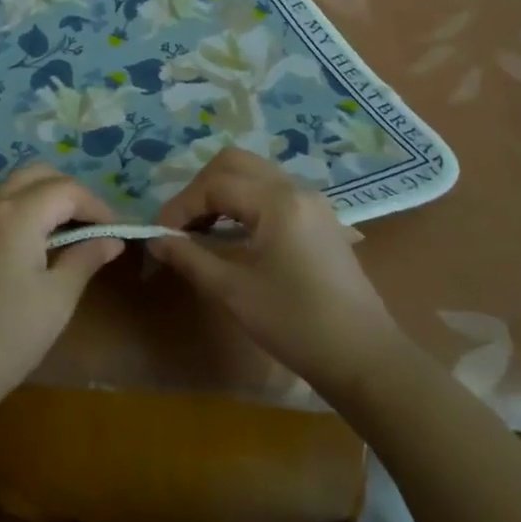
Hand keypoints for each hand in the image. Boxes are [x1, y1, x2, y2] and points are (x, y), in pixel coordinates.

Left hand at [0, 164, 122, 425]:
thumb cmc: (8, 336)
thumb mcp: (57, 298)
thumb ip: (85, 258)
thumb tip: (111, 239)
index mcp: (17, 213)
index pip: (66, 189)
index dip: (96, 205)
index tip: (114, 229)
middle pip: (35, 175)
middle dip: (67, 191)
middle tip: (88, 224)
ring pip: (8, 186)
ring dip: (38, 198)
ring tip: (59, 233)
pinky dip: (12, 212)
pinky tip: (22, 247)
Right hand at [150, 147, 401, 401]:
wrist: (364, 358)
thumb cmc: (295, 323)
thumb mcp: (233, 291)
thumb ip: (190, 257)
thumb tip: (155, 239)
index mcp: (276, 201)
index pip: (214, 185)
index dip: (180, 206)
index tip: (160, 235)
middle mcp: (294, 188)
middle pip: (234, 163)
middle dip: (200, 188)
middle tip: (183, 224)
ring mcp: (311, 201)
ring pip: (254, 174)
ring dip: (222, 192)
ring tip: (202, 229)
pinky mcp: (319, 219)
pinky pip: (272, 191)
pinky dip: (245, 201)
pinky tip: (233, 234)